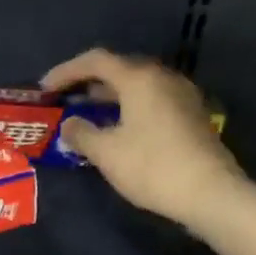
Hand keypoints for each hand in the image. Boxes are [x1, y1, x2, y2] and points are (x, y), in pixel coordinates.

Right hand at [42, 49, 248, 227]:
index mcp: (139, 79)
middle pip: (118, 70)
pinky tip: (116, 130)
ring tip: (86, 116)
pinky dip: (127, 108)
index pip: (96, 61)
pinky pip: (151, 101)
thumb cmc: (152, 167)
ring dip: (108, 97)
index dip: (66, 71)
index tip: (45, 89)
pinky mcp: (191, 116)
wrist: (211, 193)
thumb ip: (81, 133)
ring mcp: (181, 96)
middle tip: (64, 101)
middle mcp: (162, 78)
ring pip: (136, 87)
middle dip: (87, 84)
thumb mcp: (106, 152)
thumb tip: (70, 125)